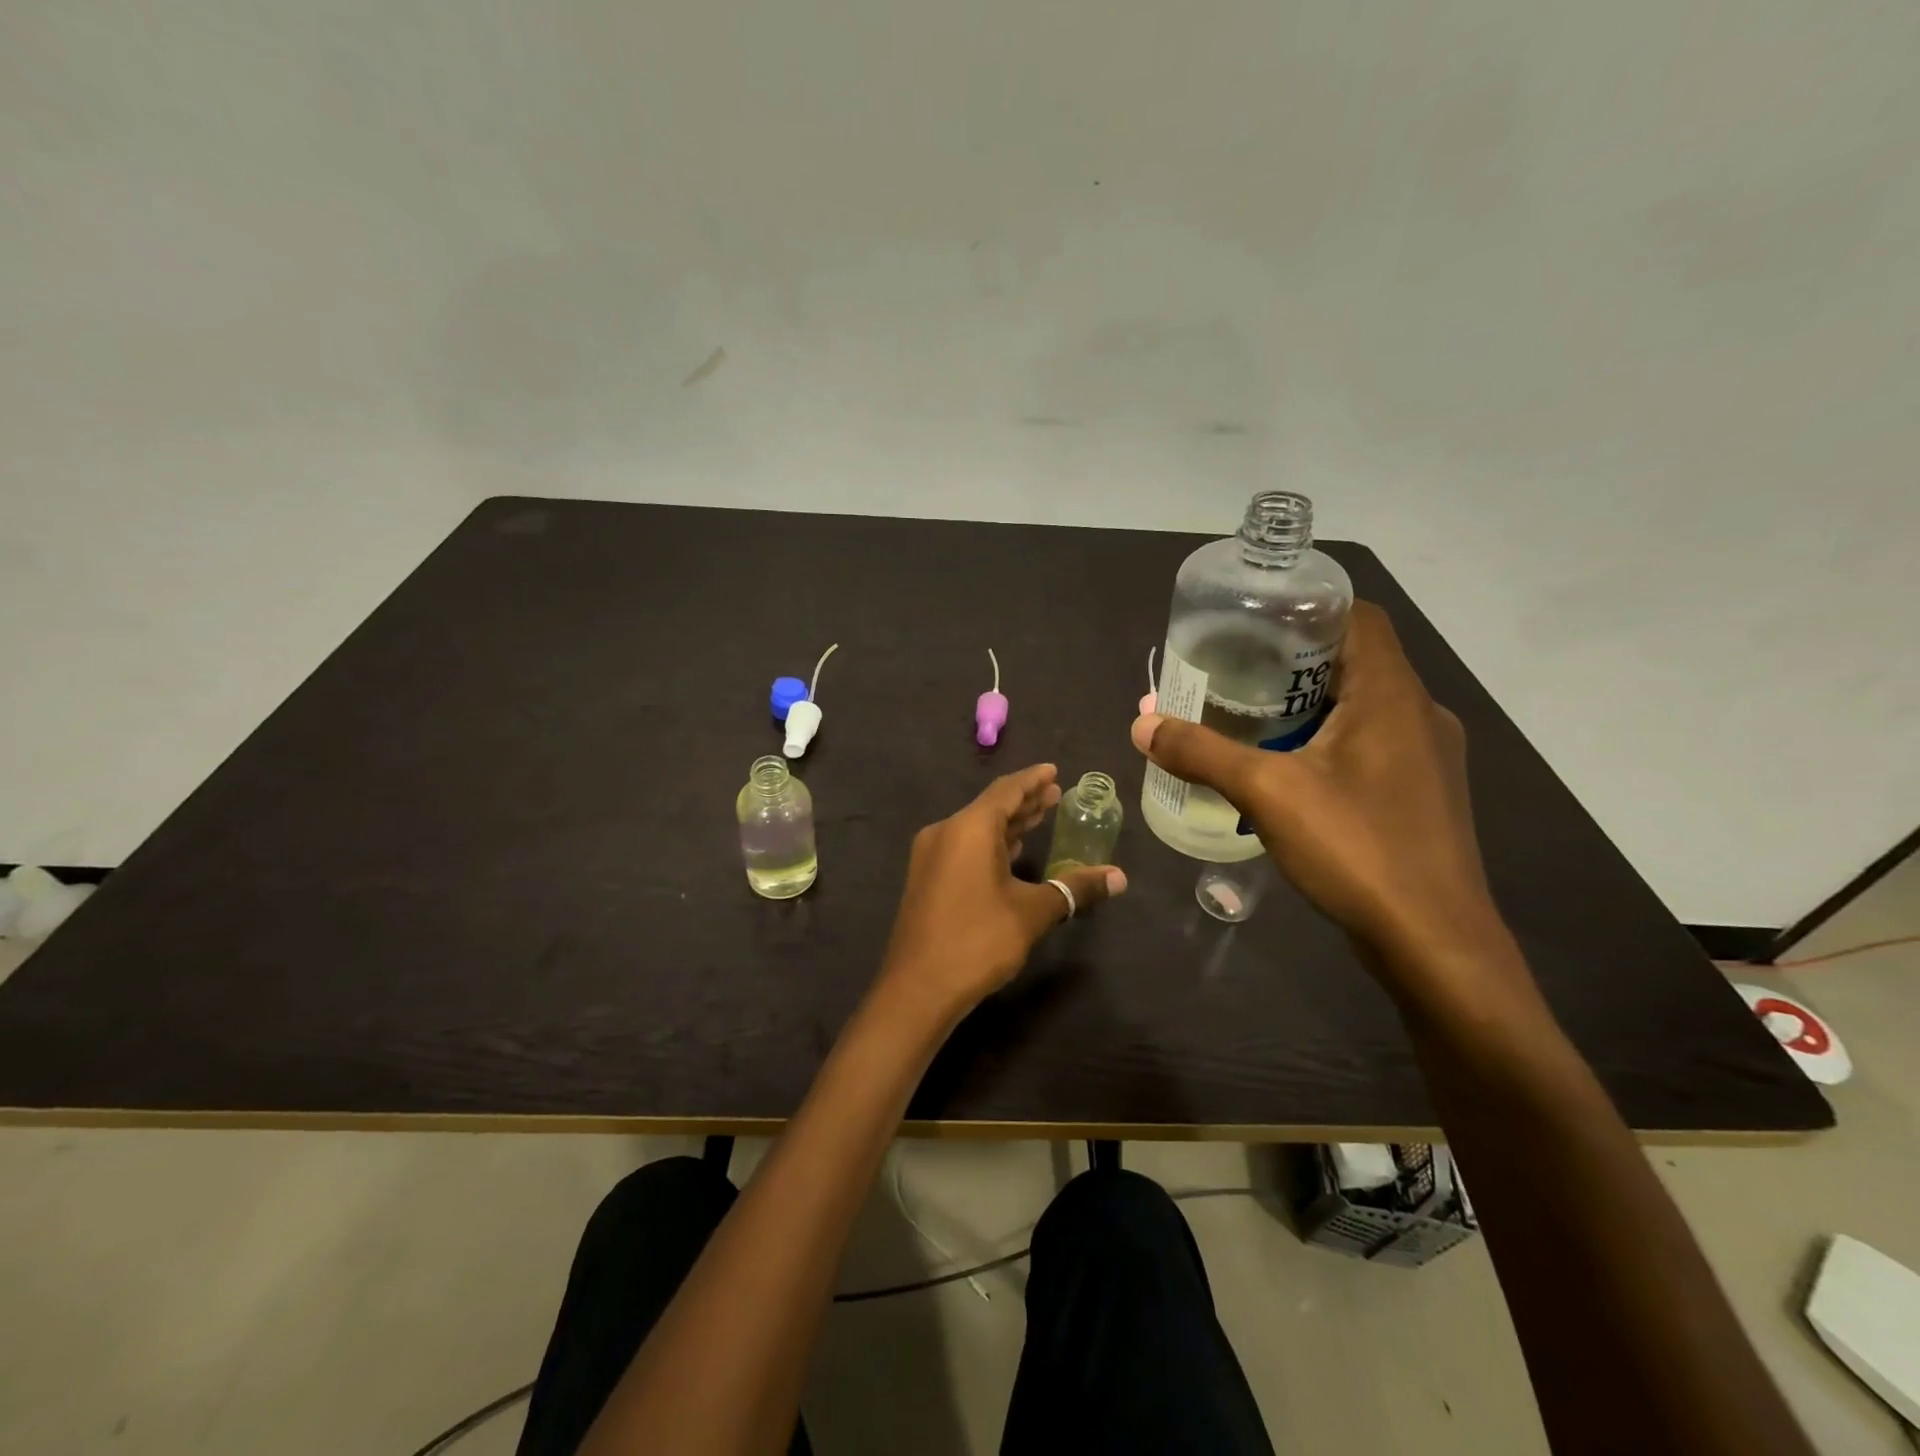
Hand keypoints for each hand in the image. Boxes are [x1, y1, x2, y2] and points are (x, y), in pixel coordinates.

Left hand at [878, 764, 1125, 1022]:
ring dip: (1008, 824)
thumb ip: (1074, 889)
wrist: (917, 988)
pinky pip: (964, 847)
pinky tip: (1010, 853)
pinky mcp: (926, 879)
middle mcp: (946, 832)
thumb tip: (1119, 877)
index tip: (1054, 771)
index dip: (1033, 780)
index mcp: (969, 828)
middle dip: (1024, 801)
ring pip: (976, 828)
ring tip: (1039, 818)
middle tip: (1055, 795)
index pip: (1006, 790)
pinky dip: (990, 843)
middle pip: (990, 807)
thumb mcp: (1032, 912)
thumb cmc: (978, 940)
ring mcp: (931, 856)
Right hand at [1133, 602, 1512, 993]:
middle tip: (1234, 671)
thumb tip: (1140, 724)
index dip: (1306, 608)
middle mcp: (1419, 714)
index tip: (1252, 621)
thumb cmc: (1358, 849)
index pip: (1356, 616)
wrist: (1434, 944)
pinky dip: (1326, 742)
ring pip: (1361, 707)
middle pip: (1355, 660)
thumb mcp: (1267, 793)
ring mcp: (1426, 757)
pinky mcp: (1421, 795)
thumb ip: (1201, 753)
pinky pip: (1368, 746)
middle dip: (1292, 662)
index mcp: (1392, 694)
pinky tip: (1286, 772)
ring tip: (1249, 719)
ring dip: (1308, 705)